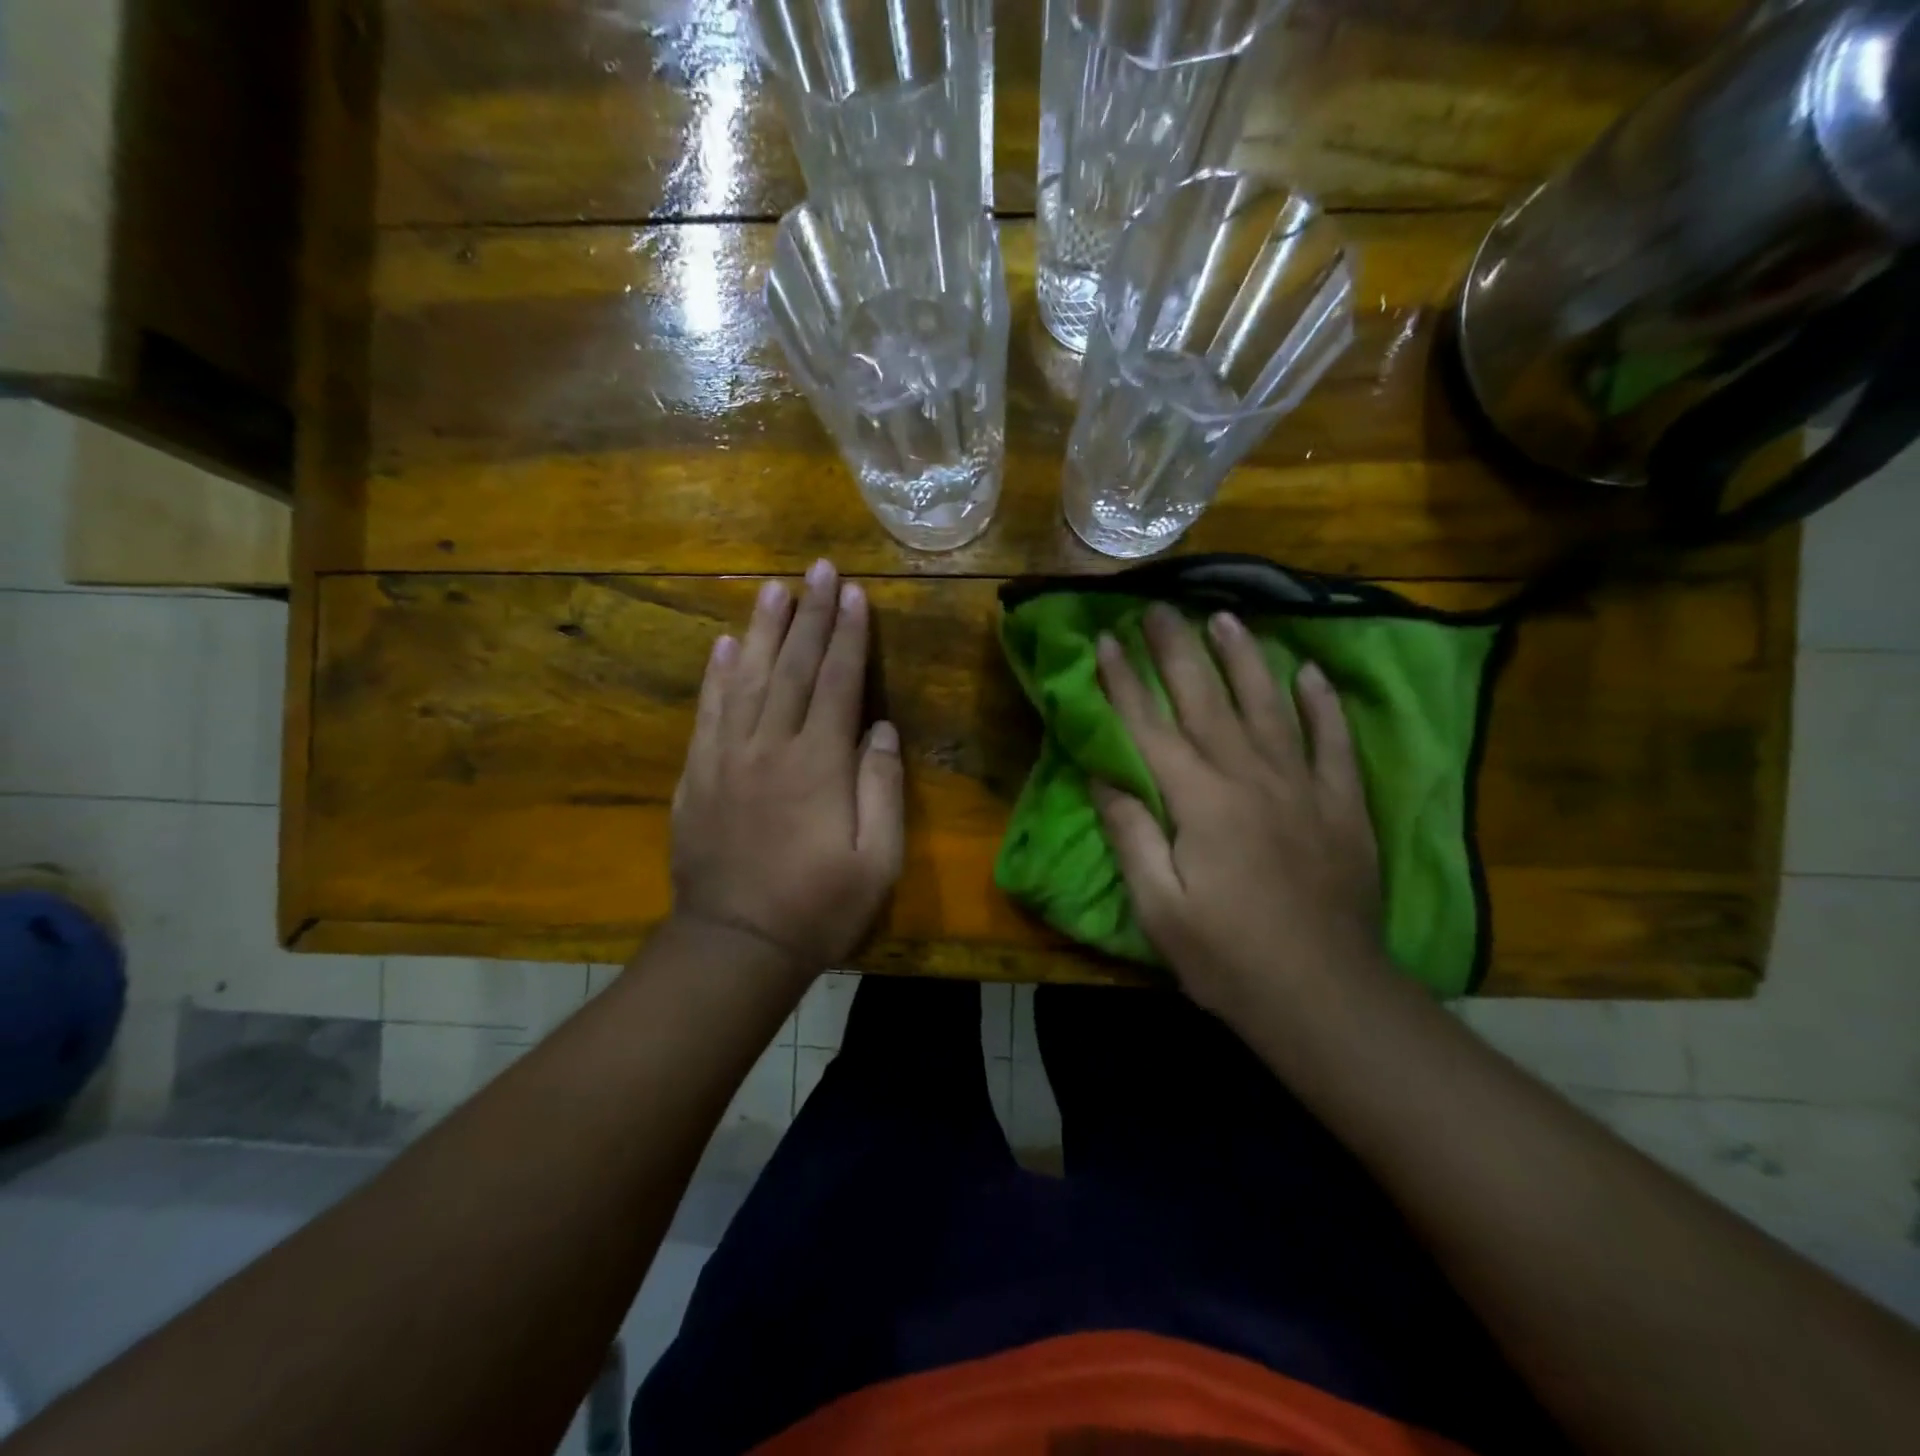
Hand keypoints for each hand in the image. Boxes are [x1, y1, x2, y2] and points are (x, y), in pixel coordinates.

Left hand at [669, 560, 903, 981]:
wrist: (735, 945)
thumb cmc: (819, 908)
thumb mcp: (877, 860)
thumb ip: (881, 787)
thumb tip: (881, 728)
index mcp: (819, 764)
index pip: (838, 682)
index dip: (849, 635)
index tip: (854, 592)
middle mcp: (771, 747)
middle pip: (793, 667)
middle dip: (810, 614)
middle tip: (818, 568)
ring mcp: (727, 758)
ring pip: (746, 678)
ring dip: (762, 630)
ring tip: (773, 588)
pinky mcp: (697, 776)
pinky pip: (708, 713)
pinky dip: (716, 676)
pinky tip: (723, 645)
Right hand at [1092, 604, 1385, 1021]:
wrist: (1325, 997)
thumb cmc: (1227, 957)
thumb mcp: (1158, 907)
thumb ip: (1131, 833)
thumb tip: (1102, 774)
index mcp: (1199, 801)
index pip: (1149, 728)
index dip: (1124, 683)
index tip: (1106, 640)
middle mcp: (1250, 777)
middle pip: (1206, 700)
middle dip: (1177, 651)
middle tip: (1159, 608)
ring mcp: (1303, 786)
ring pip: (1269, 705)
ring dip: (1244, 658)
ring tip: (1226, 618)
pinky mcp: (1342, 805)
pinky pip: (1333, 742)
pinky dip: (1322, 704)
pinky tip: (1310, 674)